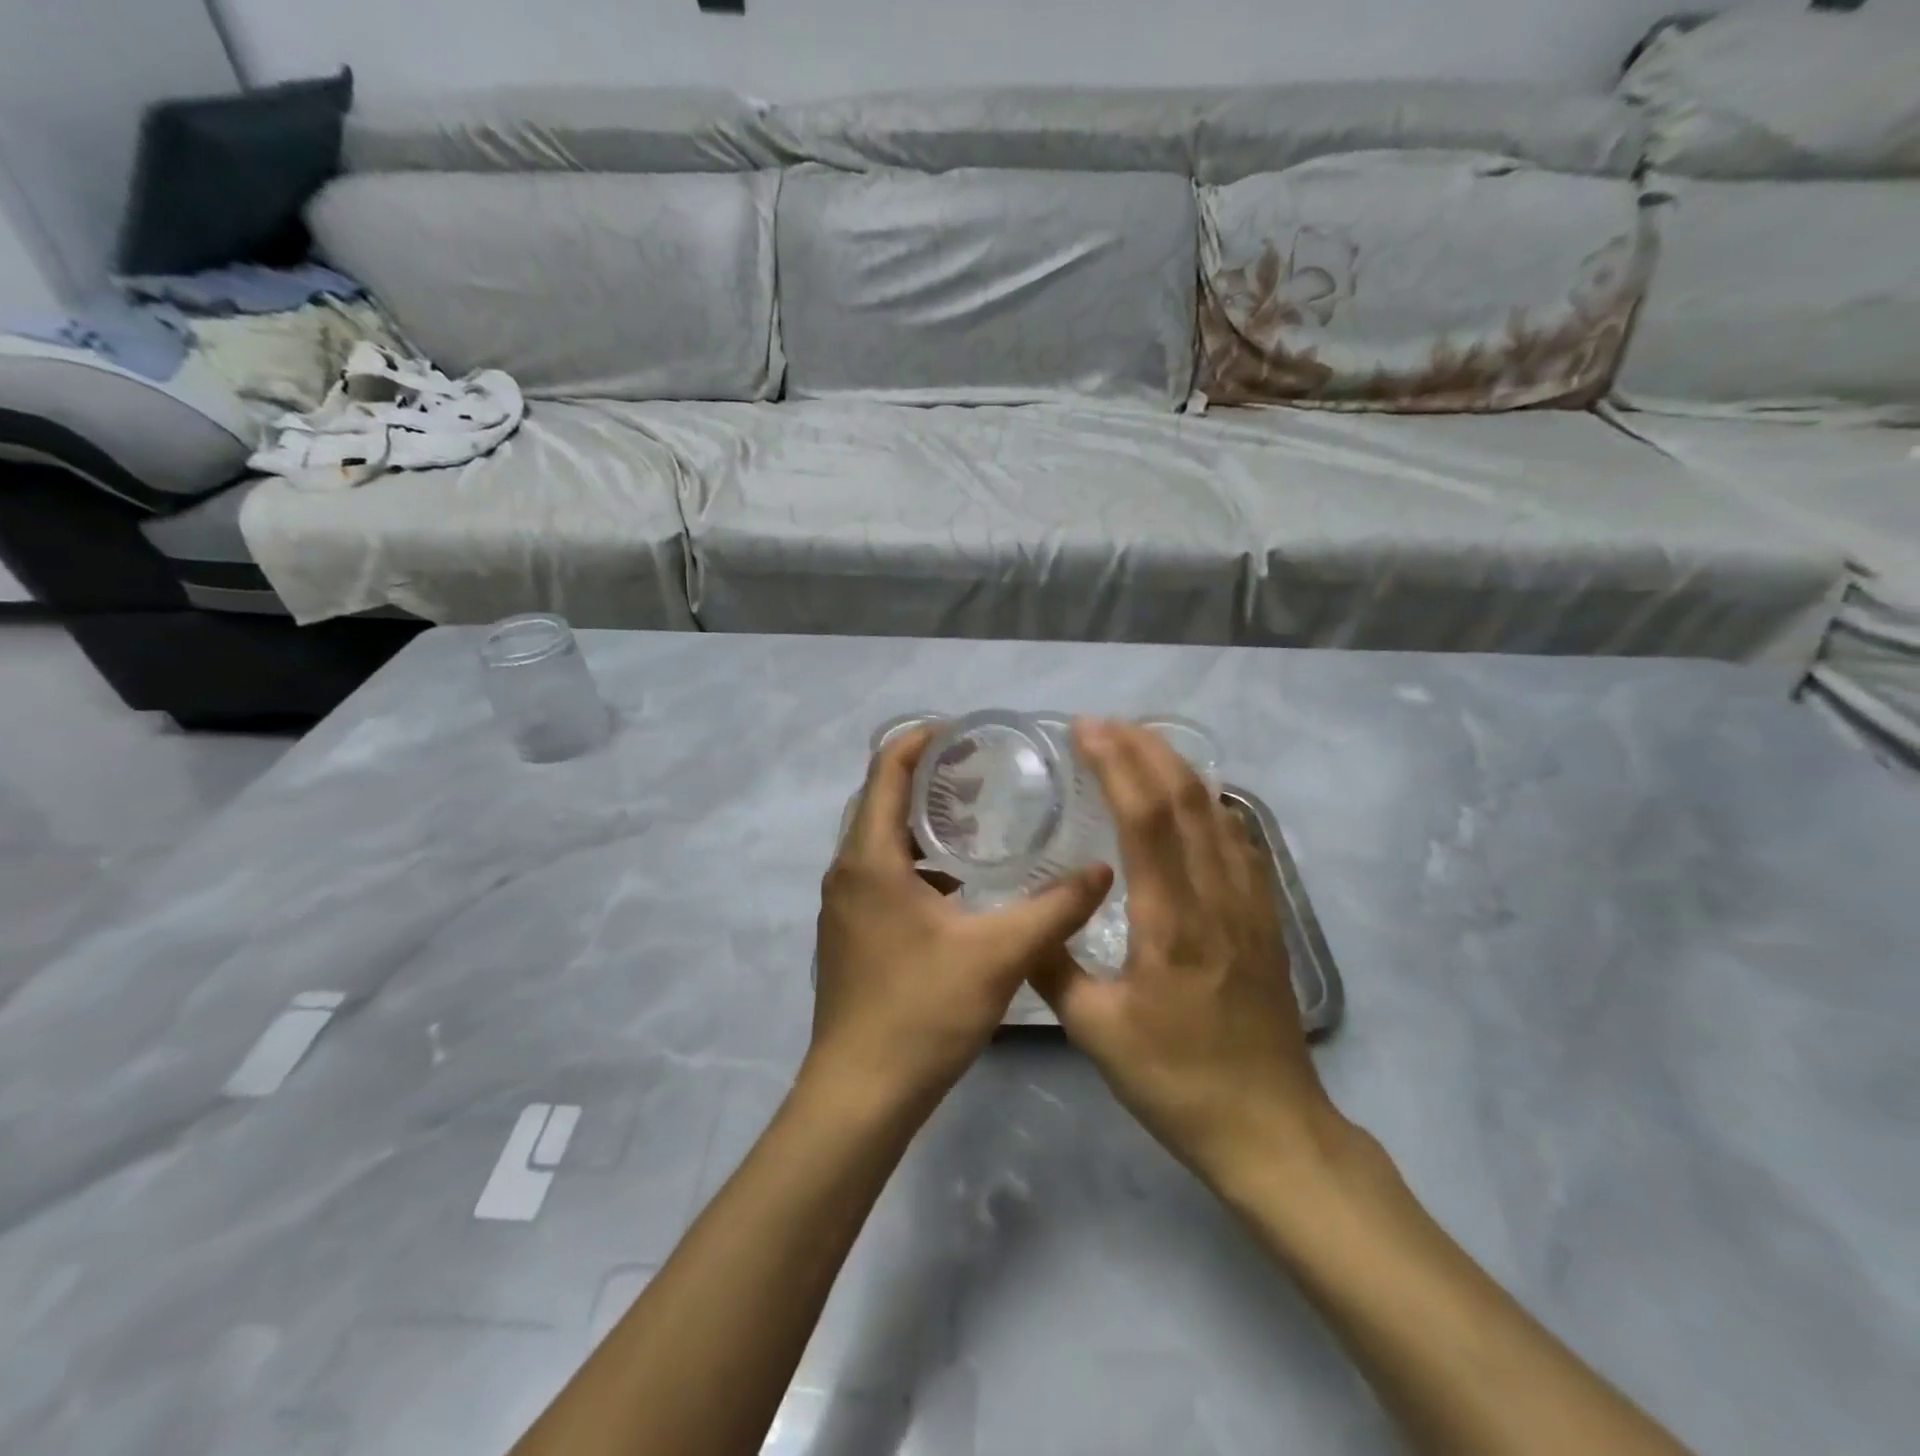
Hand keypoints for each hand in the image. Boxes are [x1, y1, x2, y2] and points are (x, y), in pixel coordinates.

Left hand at [808, 726, 1113, 1113]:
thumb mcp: (999, 955)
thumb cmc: (921, 1013)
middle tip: (985, 774)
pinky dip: (918, 862)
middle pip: (882, 800)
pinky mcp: (851, 934)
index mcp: (870, 859)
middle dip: (928, 778)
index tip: (967, 732)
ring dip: (923, 823)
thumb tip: (1103, 871)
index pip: (886, 770)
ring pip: (881, 840)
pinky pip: (882, 875)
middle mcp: (847, 872)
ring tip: (979, 820)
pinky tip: (962, 885)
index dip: (921, 740)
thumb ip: (1054, 908)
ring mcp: (844, 905)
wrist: (860, 1095)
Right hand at [1030, 720, 1350, 1190]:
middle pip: (1186, 797)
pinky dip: (1208, 802)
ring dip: (1176, 767)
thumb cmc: (1176, 1081)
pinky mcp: (1265, 917)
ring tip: (1138, 744)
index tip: (1085, 730)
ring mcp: (1249, 903)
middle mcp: (1216, 896)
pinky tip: (1191, 798)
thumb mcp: (1095, 1030)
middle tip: (1103, 724)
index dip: (1117, 763)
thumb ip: (1052, 966)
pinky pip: (1238, 839)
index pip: (1147, 817)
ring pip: (1216, 811)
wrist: (1270, 1127)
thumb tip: (1022, 919)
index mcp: (1172, 920)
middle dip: (1144, 748)